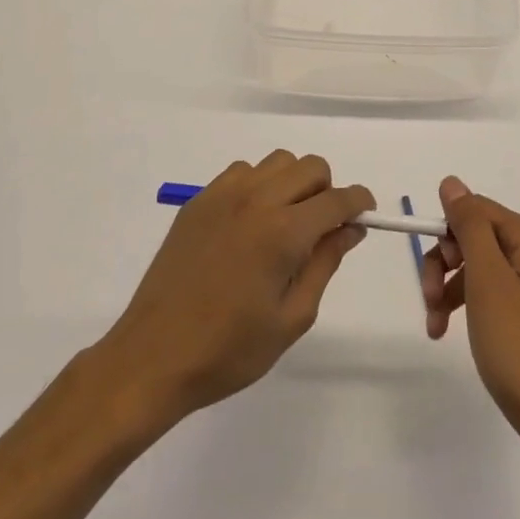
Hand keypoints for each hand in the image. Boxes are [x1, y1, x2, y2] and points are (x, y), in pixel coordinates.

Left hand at [90, 150, 372, 430]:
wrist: (154, 357)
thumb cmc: (229, 350)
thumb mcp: (292, 318)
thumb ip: (325, 264)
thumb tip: (350, 229)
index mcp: (283, 232)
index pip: (337, 199)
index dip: (359, 203)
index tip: (365, 215)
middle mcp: (257, 200)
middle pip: (310, 167)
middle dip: (328, 191)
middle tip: (322, 229)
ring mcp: (223, 195)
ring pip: (277, 162)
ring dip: (293, 183)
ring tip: (284, 224)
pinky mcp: (199, 201)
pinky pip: (242, 172)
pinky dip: (258, 185)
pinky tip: (250, 223)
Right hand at [422, 177, 519, 454]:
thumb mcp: (487, 280)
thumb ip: (469, 226)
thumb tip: (452, 183)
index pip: (474, 209)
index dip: (446, 235)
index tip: (431, 272)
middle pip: (474, 236)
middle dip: (444, 264)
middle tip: (429, 301)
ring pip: (477, 265)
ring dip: (448, 288)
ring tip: (434, 325)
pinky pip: (489, 290)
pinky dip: (465, 305)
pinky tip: (447, 331)